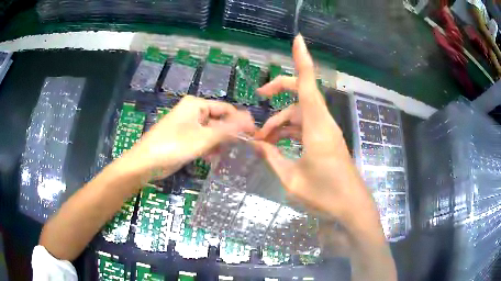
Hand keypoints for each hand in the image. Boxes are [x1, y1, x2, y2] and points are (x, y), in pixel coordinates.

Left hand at [123, 96, 255, 180]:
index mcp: (196, 104)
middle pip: (219, 120)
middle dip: (230, 134)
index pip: (226, 109)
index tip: (254, 136)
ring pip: (211, 132)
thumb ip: (228, 129)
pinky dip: (209, 148)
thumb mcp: (203, 138)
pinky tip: (214, 159)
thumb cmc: (173, 146)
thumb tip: (251, 120)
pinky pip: (202, 140)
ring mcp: (187, 125)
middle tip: (245, 149)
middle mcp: (193, 111)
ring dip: (220, 143)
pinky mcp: (183, 138)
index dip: (240, 122)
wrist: (144, 163)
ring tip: (231, 156)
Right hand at [254, 35, 376, 223]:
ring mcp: (326, 132)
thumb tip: (255, 143)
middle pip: (300, 95)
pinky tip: (276, 144)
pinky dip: (289, 131)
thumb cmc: (324, 195)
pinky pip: (305, 126)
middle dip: (278, 91)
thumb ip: (271, 157)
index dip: (302, 60)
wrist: (351, 208)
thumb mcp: (291, 179)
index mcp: (316, 127)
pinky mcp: (327, 141)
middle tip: (258, 97)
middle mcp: (323, 123)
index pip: (307, 84)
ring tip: (260, 140)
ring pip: (300, 113)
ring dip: (280, 121)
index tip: (298, 40)